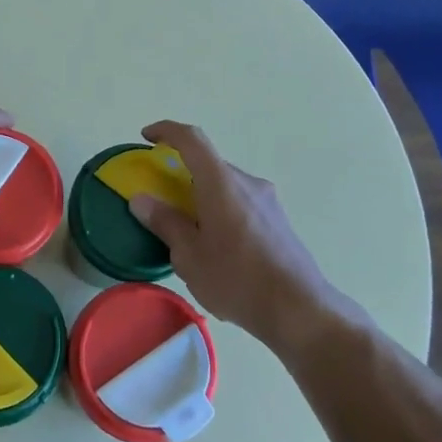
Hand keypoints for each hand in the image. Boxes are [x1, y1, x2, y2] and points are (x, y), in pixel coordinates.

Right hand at [128, 120, 358, 349]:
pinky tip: (216, 250)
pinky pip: (241, 204)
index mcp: (221, 183)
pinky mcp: (278, 221)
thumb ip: (165, 223)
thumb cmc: (238, 279)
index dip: (167, 130)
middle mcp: (247, 182)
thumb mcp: (190, 256)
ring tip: (188, 233)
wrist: (300, 310)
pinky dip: (220, 212)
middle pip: (208, 164)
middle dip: (182, 175)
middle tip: (162, 201)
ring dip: (202, 197)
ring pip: (225, 186)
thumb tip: (141, 200)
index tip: (147, 138)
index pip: (191, 139)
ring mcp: (267, 201)